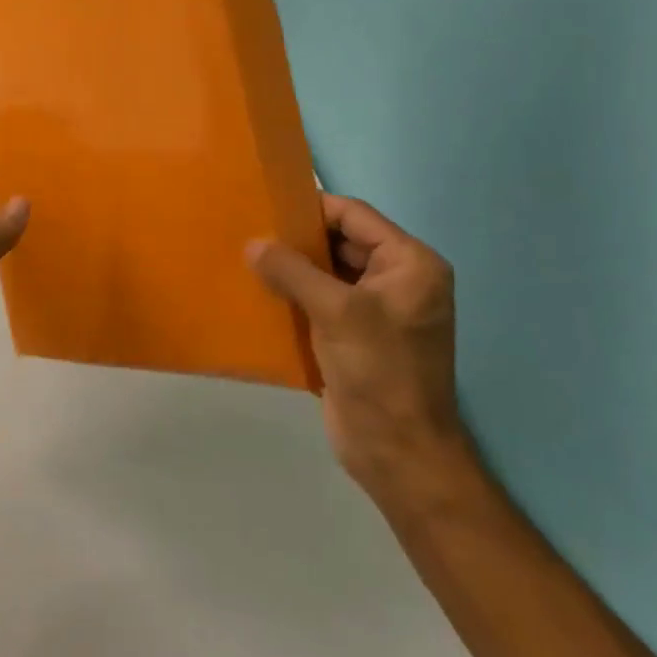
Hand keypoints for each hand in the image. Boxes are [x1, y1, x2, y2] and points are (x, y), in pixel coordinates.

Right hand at [249, 194, 460, 491]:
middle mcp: (397, 280)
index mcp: (410, 263)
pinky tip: (259, 294)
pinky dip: (294, 296)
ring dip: (292, 269)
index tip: (267, 205)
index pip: (355, 216)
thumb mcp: (336, 311)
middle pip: (340, 243)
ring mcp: (376, 310)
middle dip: (297, 240)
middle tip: (250, 232)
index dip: (312, 208)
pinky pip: (321, 302)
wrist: (397, 451)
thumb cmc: (379, 370)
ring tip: (246, 258)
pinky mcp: (355, 336)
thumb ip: (293, 271)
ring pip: (327, 273)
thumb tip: (252, 243)